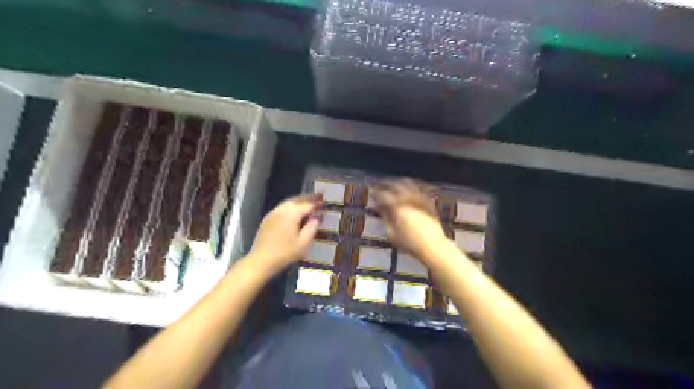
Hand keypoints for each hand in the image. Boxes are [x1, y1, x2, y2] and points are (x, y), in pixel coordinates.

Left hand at [246, 192, 321, 273]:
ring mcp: (273, 213)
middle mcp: (282, 209)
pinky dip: (291, 206)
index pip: (307, 204)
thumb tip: (317, 217)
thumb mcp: (304, 243)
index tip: (324, 201)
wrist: (261, 261)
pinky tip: (295, 211)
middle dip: (308, 198)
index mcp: (292, 214)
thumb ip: (312, 227)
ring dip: (299, 201)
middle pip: (297, 200)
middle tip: (318, 196)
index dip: (316, 203)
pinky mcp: (268, 219)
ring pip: (288, 202)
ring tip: (308, 202)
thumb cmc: (285, 253)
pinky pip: (282, 207)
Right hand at [372, 180, 446, 259]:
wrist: (433, 246)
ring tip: (394, 184)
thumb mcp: (392, 234)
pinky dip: (414, 185)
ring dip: (399, 182)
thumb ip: (385, 219)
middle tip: (381, 186)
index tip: (373, 194)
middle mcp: (408, 200)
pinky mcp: (429, 202)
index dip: (376, 194)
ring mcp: (420, 200)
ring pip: (408, 184)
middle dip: (386, 185)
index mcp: (397, 208)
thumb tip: (381, 209)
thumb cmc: (411, 244)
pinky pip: (421, 189)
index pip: (383, 196)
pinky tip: (411, 187)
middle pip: (395, 186)